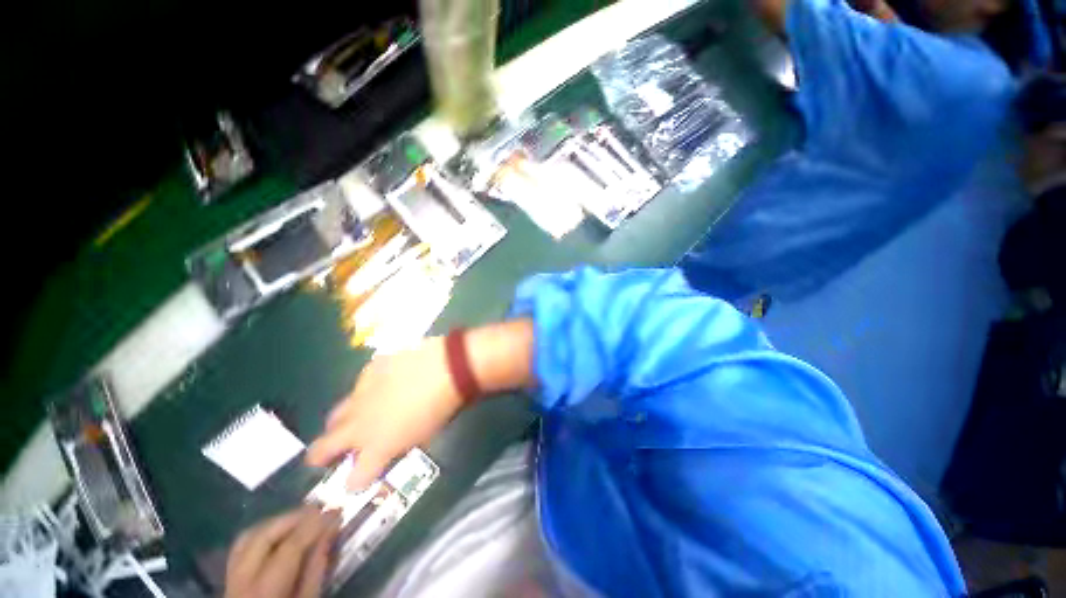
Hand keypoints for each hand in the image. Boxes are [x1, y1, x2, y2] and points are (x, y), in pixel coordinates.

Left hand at [225, 507, 340, 597]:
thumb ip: (316, 569)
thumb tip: (330, 530)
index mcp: (264, 591)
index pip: (290, 547)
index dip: (314, 525)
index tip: (336, 510)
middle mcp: (241, 580)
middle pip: (264, 536)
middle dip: (294, 518)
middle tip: (320, 509)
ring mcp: (230, 578)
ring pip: (249, 536)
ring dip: (278, 522)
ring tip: (303, 517)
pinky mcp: (229, 577)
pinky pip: (243, 546)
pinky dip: (264, 533)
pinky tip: (282, 532)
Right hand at [306, 336, 463, 489]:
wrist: (448, 367)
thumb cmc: (443, 406)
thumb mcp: (424, 436)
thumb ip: (398, 446)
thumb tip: (390, 447)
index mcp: (376, 448)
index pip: (354, 479)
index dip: (355, 482)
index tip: (357, 480)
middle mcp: (359, 425)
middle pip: (323, 448)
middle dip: (321, 456)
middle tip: (324, 457)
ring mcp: (359, 394)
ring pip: (337, 414)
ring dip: (344, 420)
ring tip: (357, 417)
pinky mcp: (368, 369)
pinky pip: (361, 384)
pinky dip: (368, 389)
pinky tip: (383, 384)